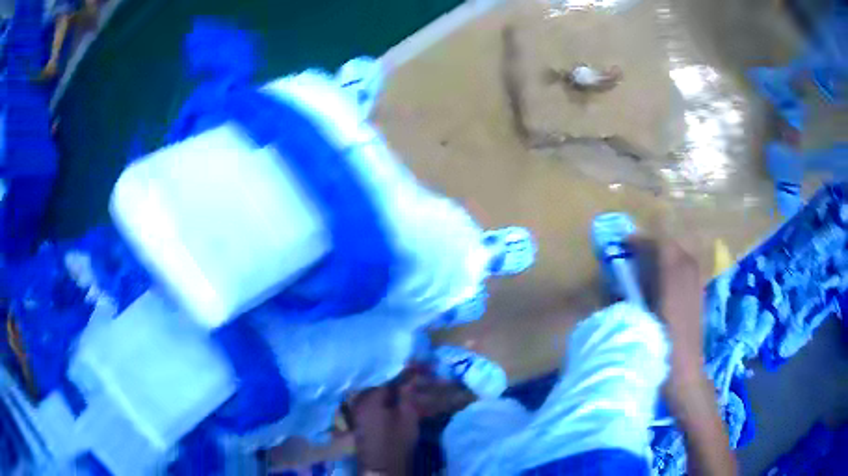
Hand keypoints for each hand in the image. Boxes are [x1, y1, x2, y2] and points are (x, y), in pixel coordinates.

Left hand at [349, 385, 418, 474]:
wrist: (383, 465)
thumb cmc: (397, 439)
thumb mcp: (407, 415)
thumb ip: (406, 395)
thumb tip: (408, 378)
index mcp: (369, 400)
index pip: (385, 384)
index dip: (399, 384)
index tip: (410, 387)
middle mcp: (357, 405)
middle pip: (374, 391)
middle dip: (388, 392)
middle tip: (403, 396)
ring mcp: (354, 416)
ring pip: (369, 401)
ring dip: (381, 401)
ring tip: (395, 406)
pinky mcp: (356, 426)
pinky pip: (366, 411)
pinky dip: (375, 410)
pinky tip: (386, 416)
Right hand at [633, 234, 705, 377]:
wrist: (685, 373)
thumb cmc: (659, 349)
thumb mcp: (640, 321)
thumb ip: (631, 293)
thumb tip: (621, 275)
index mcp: (674, 279)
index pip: (660, 245)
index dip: (641, 240)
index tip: (623, 244)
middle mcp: (688, 275)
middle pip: (673, 246)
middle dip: (653, 245)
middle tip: (633, 253)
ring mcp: (697, 285)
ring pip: (682, 256)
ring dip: (664, 255)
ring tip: (647, 264)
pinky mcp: (699, 296)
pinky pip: (687, 269)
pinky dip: (674, 267)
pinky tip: (663, 281)